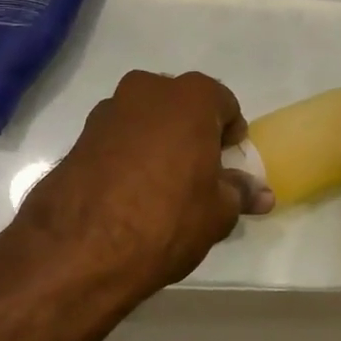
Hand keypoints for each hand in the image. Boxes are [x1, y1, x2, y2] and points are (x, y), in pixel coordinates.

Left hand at [0, 71, 265, 315]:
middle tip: (197, 173)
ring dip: (158, 142)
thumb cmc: (166, 219)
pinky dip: (128, 156)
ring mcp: (108, 110)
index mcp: (191, 97)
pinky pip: (118, 139)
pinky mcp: (79, 137)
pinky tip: (129, 193)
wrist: (78, 249)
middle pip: (182, 106)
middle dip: (193, 132)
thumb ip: (240, 193)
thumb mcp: (217, 212)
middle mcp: (149, 90)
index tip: (228, 165)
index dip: (231, 136)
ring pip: (147, 120)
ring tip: (160, 187)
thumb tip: (261, 194)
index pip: (225, 105)